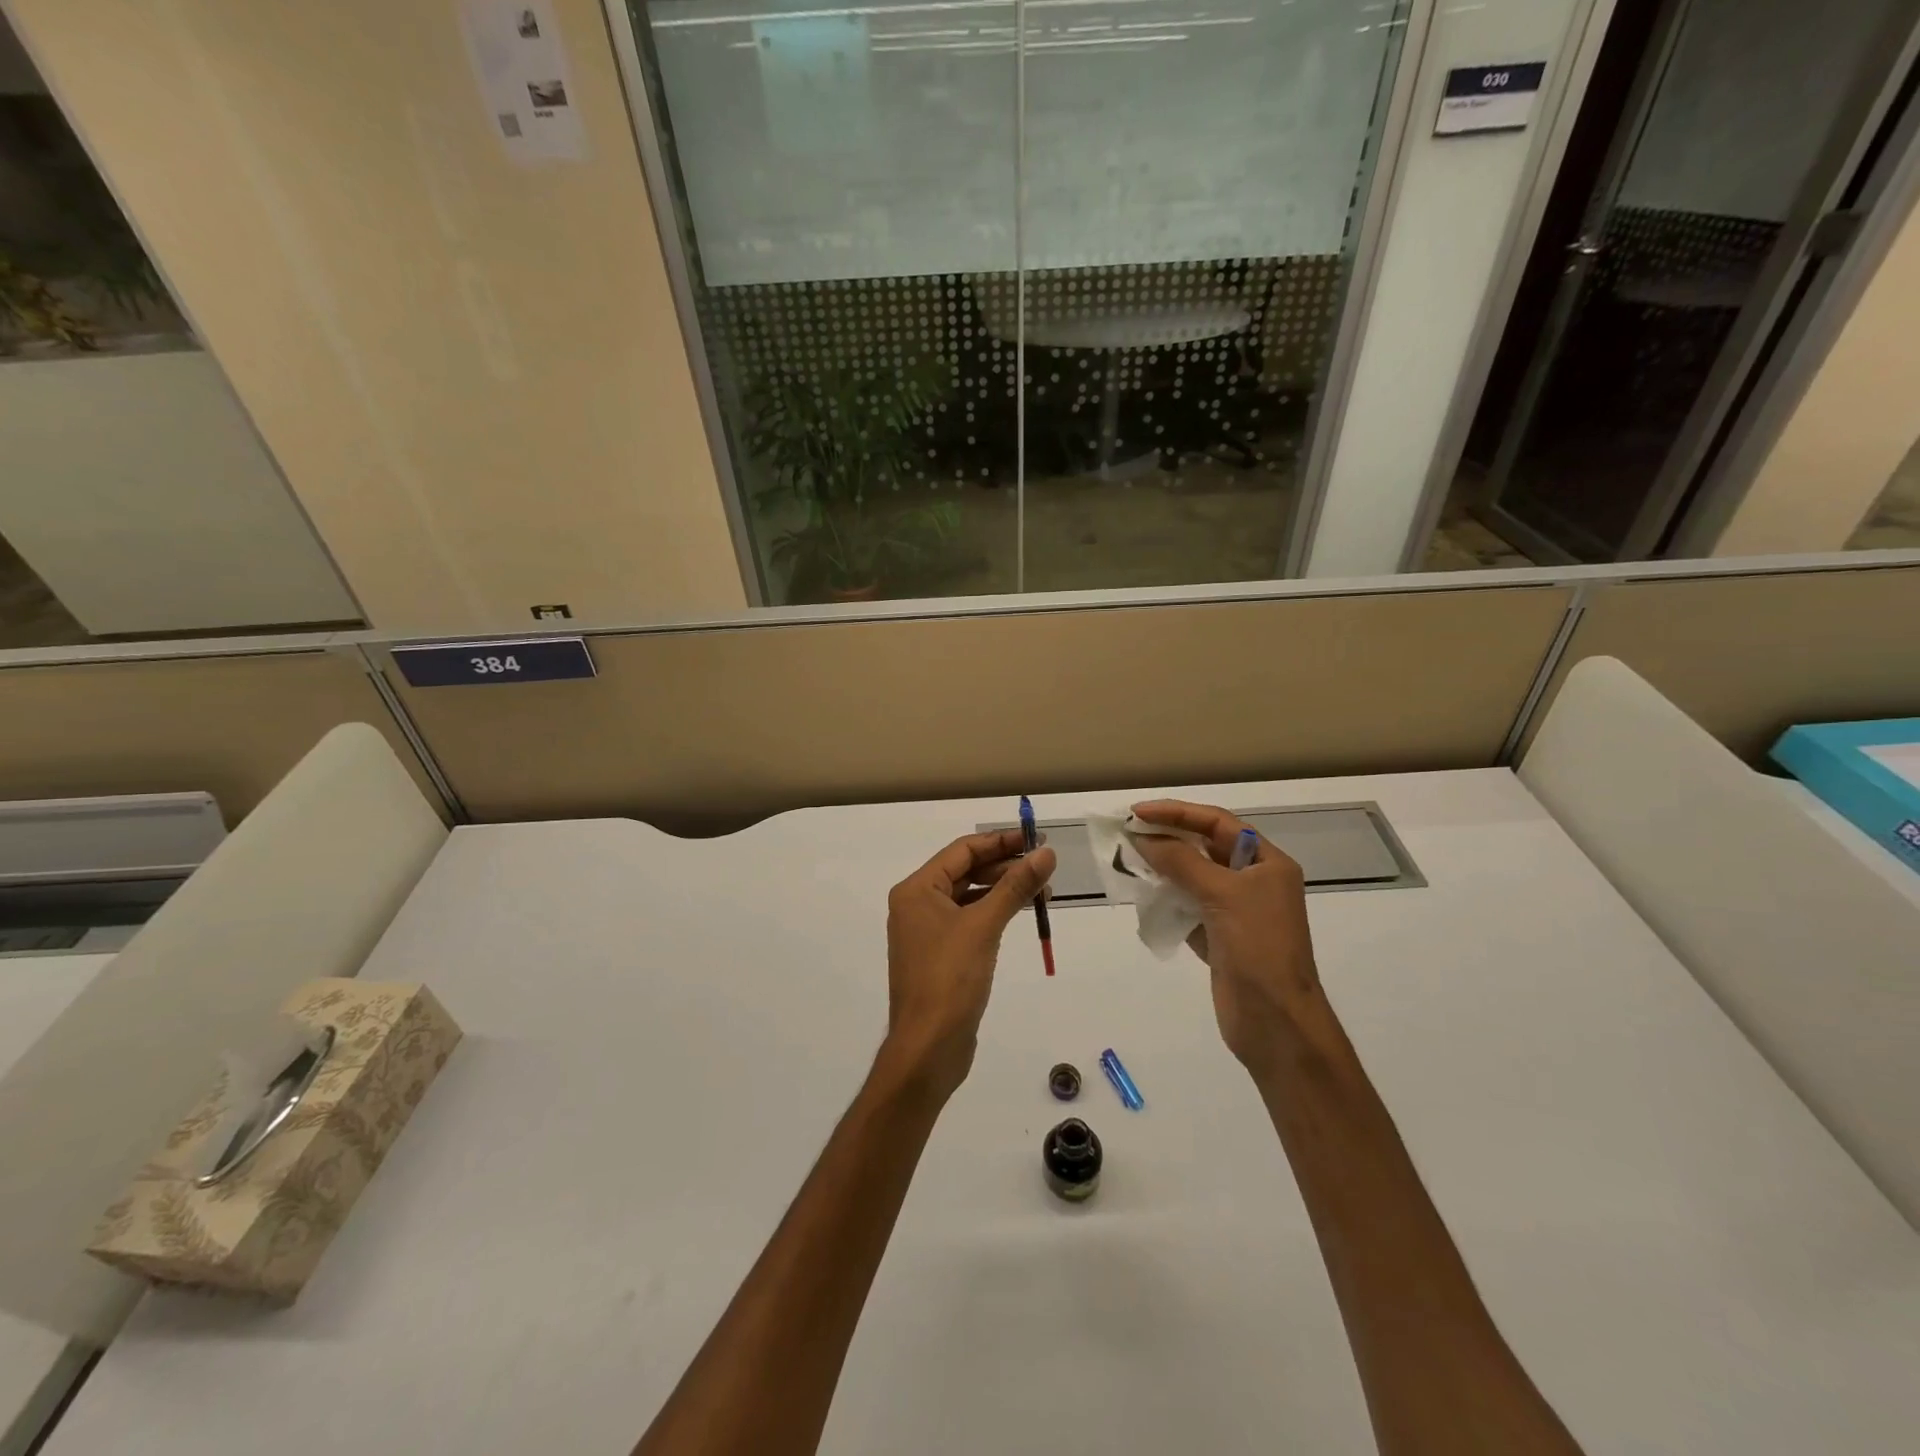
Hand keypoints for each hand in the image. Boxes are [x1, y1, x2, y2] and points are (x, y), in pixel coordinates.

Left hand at [882, 829, 1055, 1101]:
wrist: (928, 1048)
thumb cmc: (949, 979)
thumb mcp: (984, 926)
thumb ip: (1015, 886)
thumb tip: (1046, 854)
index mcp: (917, 890)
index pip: (962, 851)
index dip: (1001, 841)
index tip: (1037, 840)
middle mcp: (917, 905)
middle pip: (966, 871)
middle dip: (1006, 867)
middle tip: (1046, 866)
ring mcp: (928, 932)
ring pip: (970, 897)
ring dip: (1004, 890)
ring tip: (1044, 892)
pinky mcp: (941, 956)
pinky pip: (970, 921)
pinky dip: (995, 913)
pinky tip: (1021, 914)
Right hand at [1129, 801, 1321, 1070]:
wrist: (1276, 1022)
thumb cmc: (1259, 948)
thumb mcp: (1222, 895)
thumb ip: (1181, 861)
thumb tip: (1143, 837)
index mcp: (1267, 863)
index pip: (1217, 823)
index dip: (1177, 813)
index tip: (1138, 813)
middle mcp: (1252, 881)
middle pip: (1204, 847)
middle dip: (1167, 838)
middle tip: (1127, 832)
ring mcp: (1235, 910)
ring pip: (1192, 876)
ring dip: (1162, 867)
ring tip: (1128, 860)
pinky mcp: (1218, 937)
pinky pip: (1186, 905)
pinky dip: (1165, 898)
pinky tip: (1141, 894)